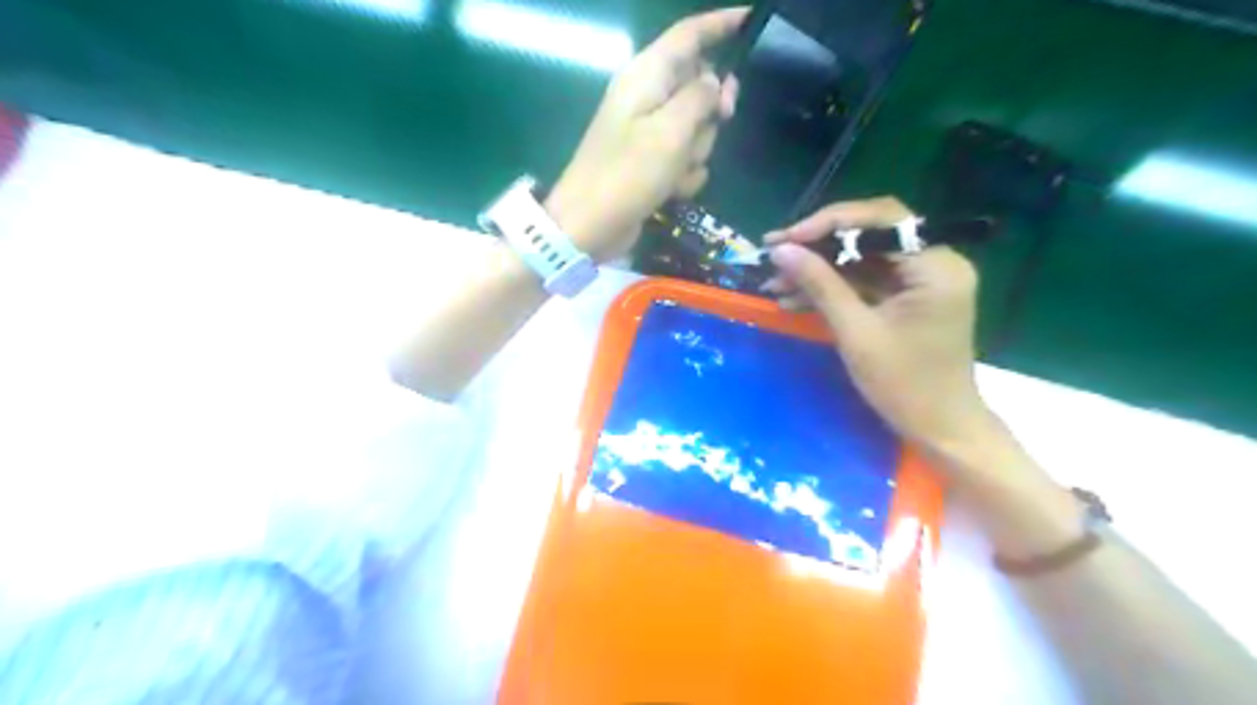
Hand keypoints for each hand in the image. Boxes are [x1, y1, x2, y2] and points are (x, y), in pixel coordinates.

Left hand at [543, 7, 738, 262]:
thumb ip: (700, 97)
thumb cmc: (628, 173)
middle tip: (721, 120)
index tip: (753, 20)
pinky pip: (685, 159)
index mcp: (646, 75)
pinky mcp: (650, 162)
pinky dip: (683, 175)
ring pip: (697, 129)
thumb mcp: (671, 131)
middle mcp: (647, 97)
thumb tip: (715, 80)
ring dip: (695, 152)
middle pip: (700, 86)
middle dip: (711, 111)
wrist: (590, 225)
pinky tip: (670, 190)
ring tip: (674, 172)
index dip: (721, 24)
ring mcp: (648, 132)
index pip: (689, 35)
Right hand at [761, 198, 998, 459]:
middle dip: (819, 245)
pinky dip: (832, 288)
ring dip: (819, 269)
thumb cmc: (904, 385)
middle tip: (774, 253)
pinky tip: (794, 299)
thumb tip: (781, 251)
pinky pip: (865, 280)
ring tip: (775, 283)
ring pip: (861, 258)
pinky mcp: (907, 297)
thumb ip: (820, 284)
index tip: (786, 239)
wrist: (938, 428)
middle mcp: (934, 262)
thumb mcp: (856, 332)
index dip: (829, 224)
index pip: (881, 220)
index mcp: (936, 266)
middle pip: (870, 234)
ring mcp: (921, 280)